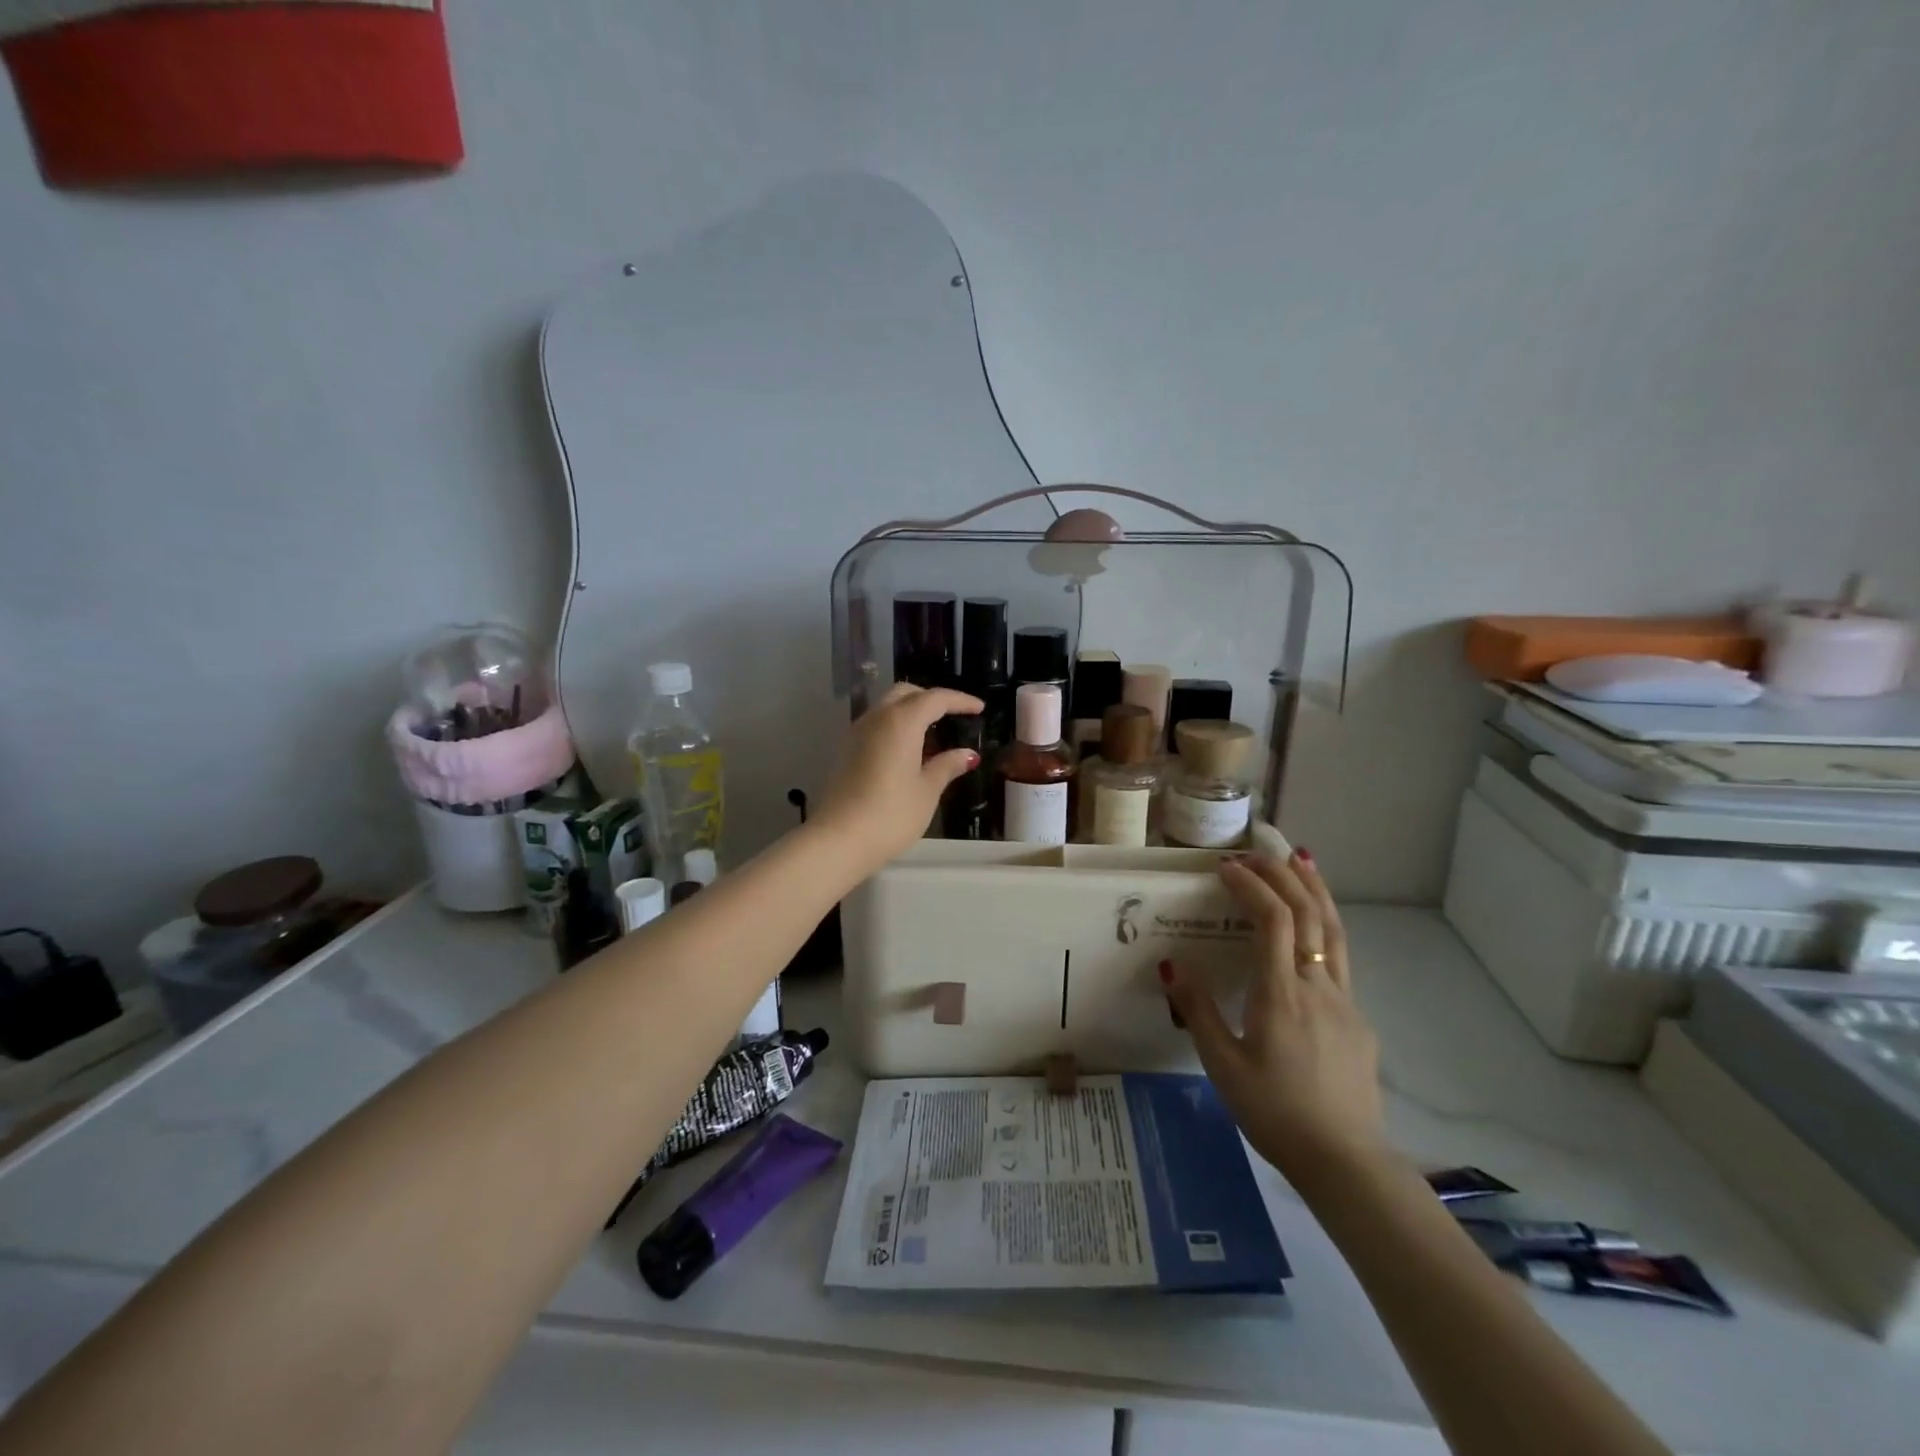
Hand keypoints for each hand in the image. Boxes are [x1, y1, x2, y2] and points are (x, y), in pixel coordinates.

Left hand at [814, 683, 983, 872]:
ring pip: (887, 707)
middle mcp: (876, 718)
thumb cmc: (891, 814)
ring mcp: (857, 733)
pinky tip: (908, 750)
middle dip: (932, 699)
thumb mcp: (927, 790)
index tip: (979, 709)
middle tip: (953, 715)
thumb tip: (967, 754)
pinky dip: (896, 726)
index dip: (960, 701)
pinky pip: (876, 725)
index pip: (935, 698)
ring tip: (933, 733)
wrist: (839, 839)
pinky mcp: (846, 750)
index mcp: (901, 722)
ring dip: (911, 711)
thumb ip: (947, 765)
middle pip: (906, 694)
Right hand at [1161, 850, 1385, 1188]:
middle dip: (1284, 875)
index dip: (1252, 885)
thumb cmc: (1275, 1112)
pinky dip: (1326, 924)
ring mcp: (1344, 1000)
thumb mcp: (1222, 1065)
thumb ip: (1198, 1011)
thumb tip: (1171, 964)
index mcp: (1282, 994)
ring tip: (1302, 860)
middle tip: (1258, 853)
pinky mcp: (1358, 1018)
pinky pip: (1341, 956)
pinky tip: (1314, 927)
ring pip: (1335, 930)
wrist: (1346, 1161)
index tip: (1227, 868)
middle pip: (1309, 913)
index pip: (1273, 920)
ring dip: (1316, 890)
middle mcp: (1318, 985)